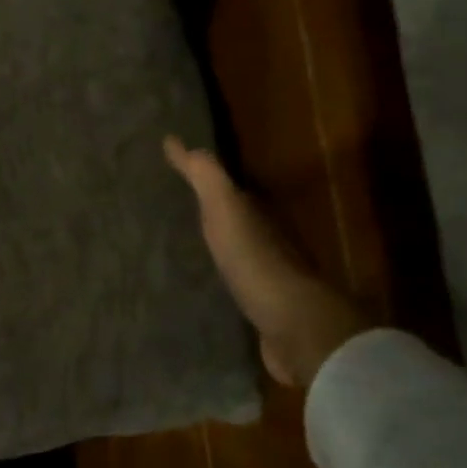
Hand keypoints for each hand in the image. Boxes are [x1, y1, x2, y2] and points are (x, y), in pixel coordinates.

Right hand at [164, 137, 369, 388]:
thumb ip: (205, 177)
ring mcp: (269, 279)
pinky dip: (220, 281)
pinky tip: (200, 287)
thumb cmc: (256, 261)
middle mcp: (269, 242)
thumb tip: (175, 139)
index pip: (232, 190)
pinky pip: (236, 287)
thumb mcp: (226, 209)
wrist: (294, 327)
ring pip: (237, 254)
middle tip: (172, 211)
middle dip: (210, 215)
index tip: (177, 175)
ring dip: (215, 249)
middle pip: (236, 222)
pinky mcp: (263, 311)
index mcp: (260, 214)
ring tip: (178, 249)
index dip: (207, 181)